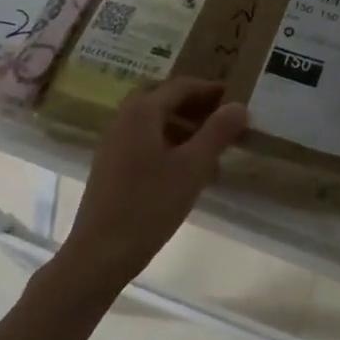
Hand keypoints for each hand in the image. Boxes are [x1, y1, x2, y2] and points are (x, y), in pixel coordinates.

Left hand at [58, 78, 248, 296]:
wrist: (100, 253)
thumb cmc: (150, 205)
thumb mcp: (193, 167)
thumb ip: (217, 133)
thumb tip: (239, 105)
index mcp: (142, 111)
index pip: (181, 86)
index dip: (210, 90)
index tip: (237, 96)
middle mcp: (124, 119)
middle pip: (164, 100)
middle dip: (195, 105)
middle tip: (224, 117)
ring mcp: (114, 143)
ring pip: (154, 122)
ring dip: (184, 126)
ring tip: (213, 146)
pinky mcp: (111, 166)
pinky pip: (145, 141)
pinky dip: (169, 144)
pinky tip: (188, 170)